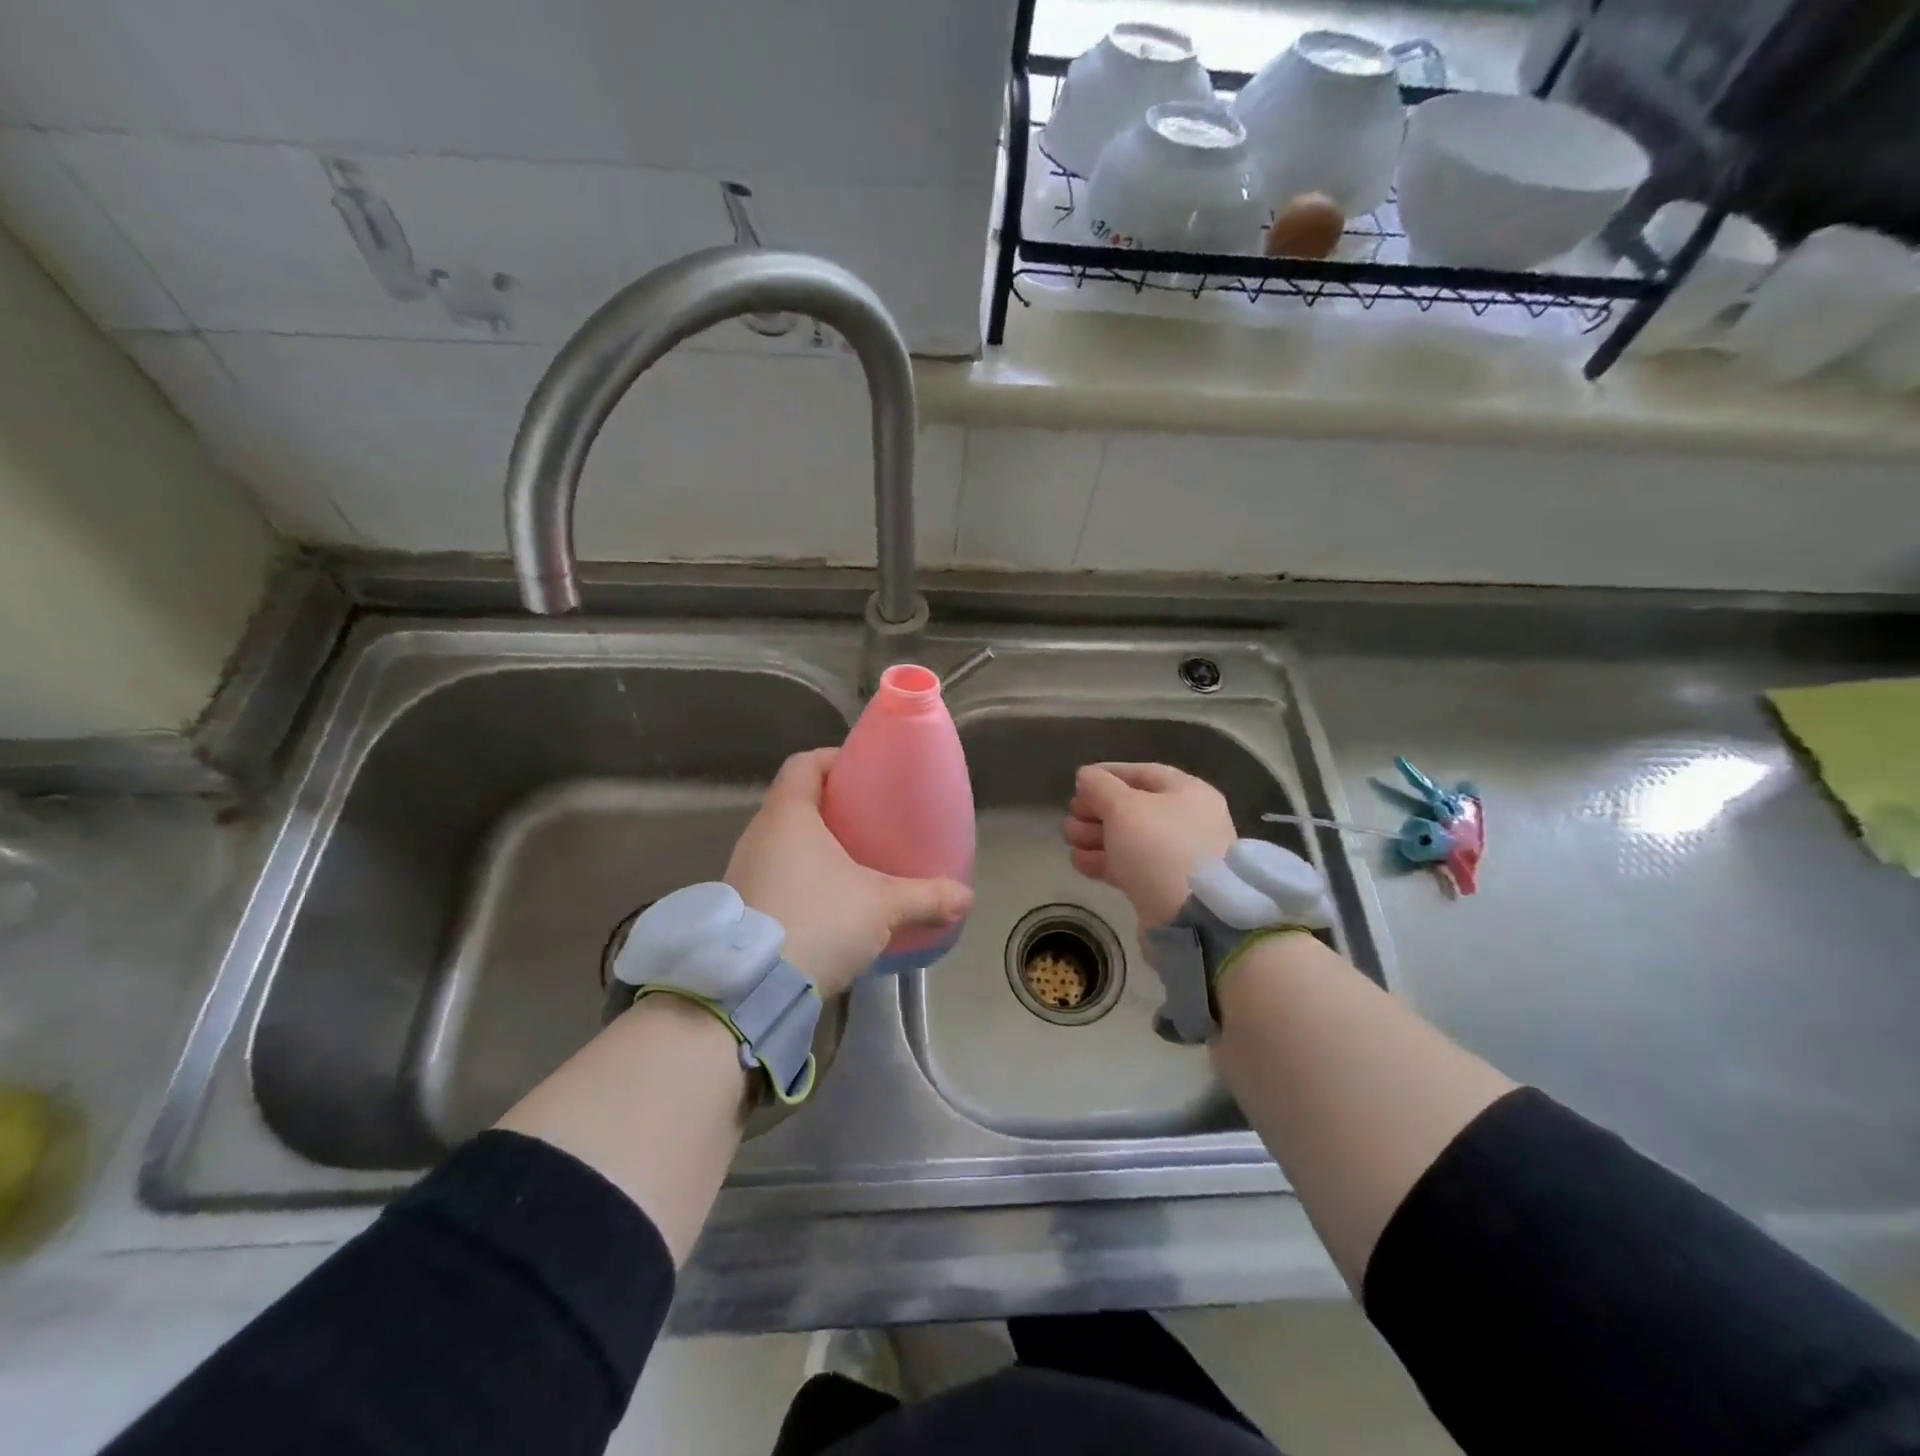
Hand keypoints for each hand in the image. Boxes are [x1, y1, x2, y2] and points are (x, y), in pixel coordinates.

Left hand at [725, 749, 972, 998]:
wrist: (751, 989)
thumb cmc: (818, 920)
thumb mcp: (882, 906)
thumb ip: (926, 897)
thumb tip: (965, 897)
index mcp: (788, 815)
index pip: (804, 764)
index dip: (834, 759)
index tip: (864, 771)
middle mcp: (758, 835)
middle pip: (795, 802)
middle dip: (832, 806)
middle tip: (870, 820)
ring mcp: (743, 871)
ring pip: (783, 841)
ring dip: (815, 846)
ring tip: (854, 862)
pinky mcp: (740, 907)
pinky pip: (775, 874)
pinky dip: (801, 876)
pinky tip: (829, 901)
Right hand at [1062, 763, 1236, 928]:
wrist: (1192, 917)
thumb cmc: (1160, 847)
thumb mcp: (1124, 807)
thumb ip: (1100, 787)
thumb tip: (1086, 776)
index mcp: (1189, 793)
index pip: (1144, 773)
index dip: (1109, 773)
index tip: (1079, 780)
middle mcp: (1188, 821)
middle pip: (1134, 807)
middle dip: (1097, 809)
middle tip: (1071, 814)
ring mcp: (1177, 857)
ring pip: (1129, 839)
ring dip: (1094, 835)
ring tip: (1067, 838)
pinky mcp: (1164, 887)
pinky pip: (1130, 866)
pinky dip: (1104, 861)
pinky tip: (1078, 860)